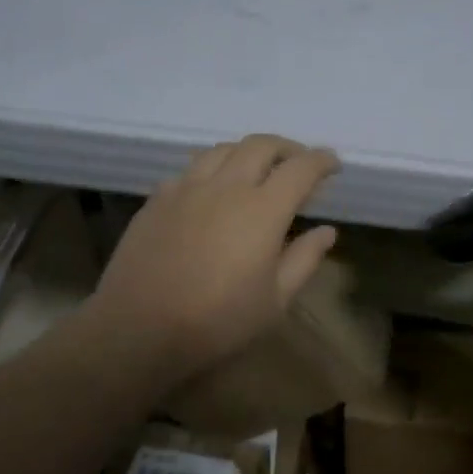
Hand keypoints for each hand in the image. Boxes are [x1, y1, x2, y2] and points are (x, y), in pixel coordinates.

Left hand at [86, 136, 340, 383]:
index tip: (333, 165)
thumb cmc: (218, 322)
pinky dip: (212, 170)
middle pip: (261, 146)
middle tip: (298, 163)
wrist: (139, 328)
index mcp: (262, 210)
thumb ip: (304, 259)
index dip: (321, 161)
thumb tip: (326, 231)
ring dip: (247, 152)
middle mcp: (226, 186)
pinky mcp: (157, 199)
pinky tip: (211, 192)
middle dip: (287, 148)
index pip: (300, 169)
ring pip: (222, 150)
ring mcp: (186, 188)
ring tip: (256, 169)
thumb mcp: (275, 300)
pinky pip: (190, 170)